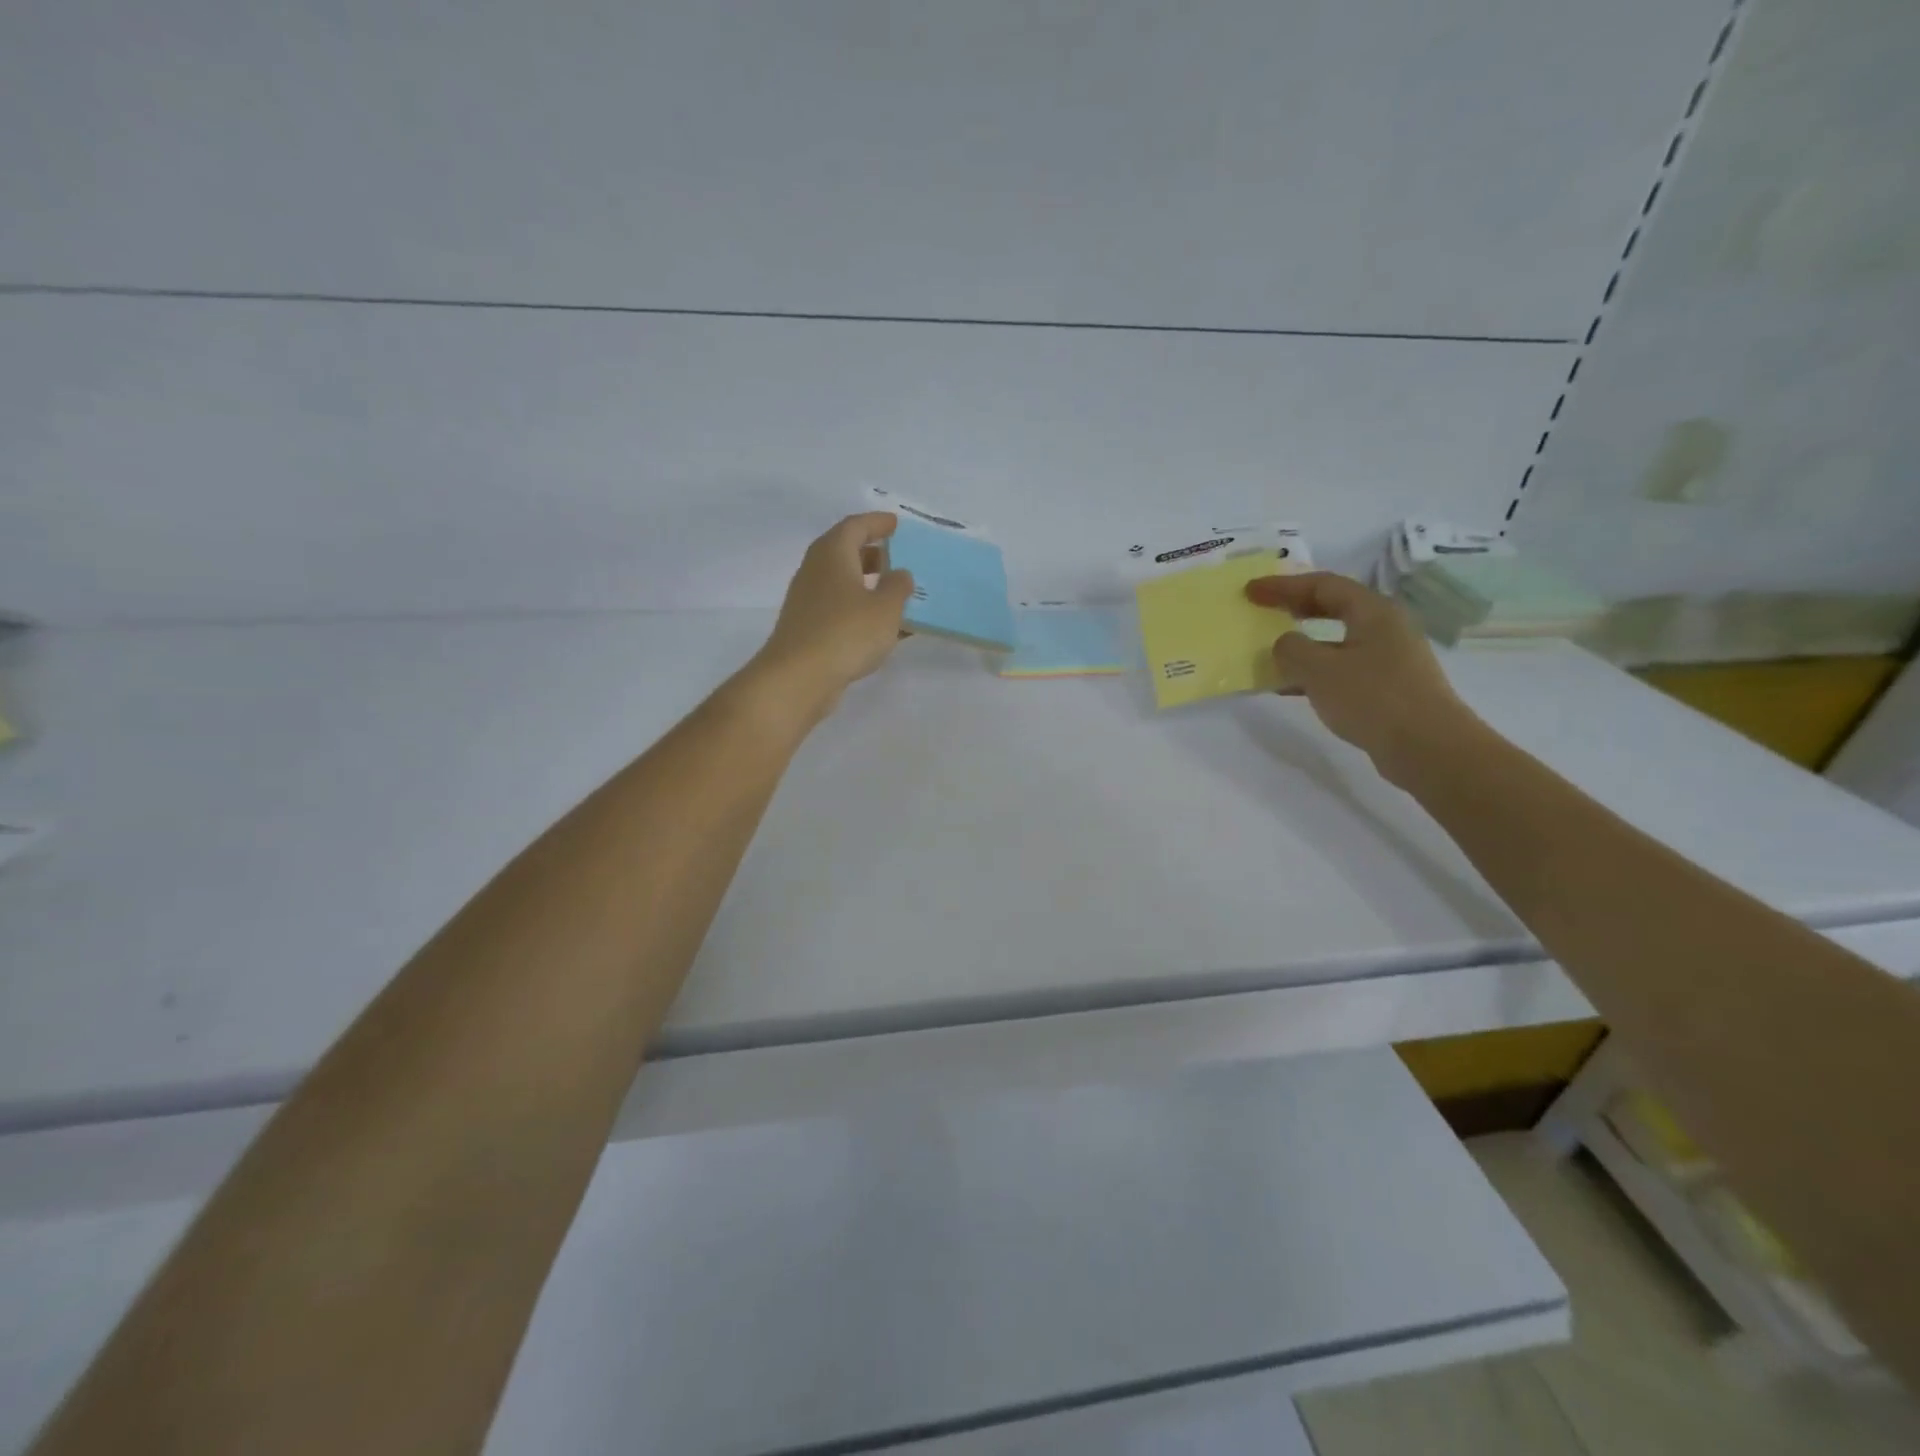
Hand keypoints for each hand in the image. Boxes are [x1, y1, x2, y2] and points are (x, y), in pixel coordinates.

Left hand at [746, 512, 913, 723]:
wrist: (799, 677)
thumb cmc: (846, 633)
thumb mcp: (886, 608)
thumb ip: (898, 587)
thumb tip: (899, 574)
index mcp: (833, 554)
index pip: (855, 526)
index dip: (877, 523)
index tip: (896, 524)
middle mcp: (816, 571)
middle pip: (845, 552)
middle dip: (872, 553)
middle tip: (898, 558)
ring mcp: (808, 601)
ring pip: (843, 582)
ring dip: (868, 584)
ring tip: (896, 594)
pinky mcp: (808, 628)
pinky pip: (840, 609)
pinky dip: (861, 610)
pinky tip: (883, 627)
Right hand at [1245, 571, 1480, 784]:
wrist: (1427, 747)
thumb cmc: (1372, 698)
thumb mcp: (1319, 670)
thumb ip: (1292, 650)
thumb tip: (1285, 643)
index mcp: (1373, 612)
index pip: (1322, 585)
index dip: (1283, 585)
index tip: (1251, 591)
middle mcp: (1385, 627)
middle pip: (1334, 607)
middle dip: (1295, 607)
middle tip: (1264, 610)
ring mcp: (1389, 658)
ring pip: (1336, 641)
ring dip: (1303, 644)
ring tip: (1271, 653)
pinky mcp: (1388, 687)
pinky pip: (1342, 668)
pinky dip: (1314, 672)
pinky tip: (1291, 688)